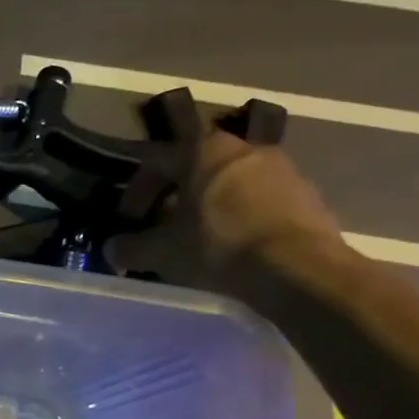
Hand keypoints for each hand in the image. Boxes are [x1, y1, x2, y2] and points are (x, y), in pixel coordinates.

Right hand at [104, 127, 341, 294]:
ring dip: (206, 207)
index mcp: (202, 151)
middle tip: (160, 228)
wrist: (300, 270)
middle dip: (172, 197)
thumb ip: (129, 248)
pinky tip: (233, 248)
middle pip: (194, 169)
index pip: (154, 159)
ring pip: (227, 184)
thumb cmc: (218, 247)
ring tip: (196, 241)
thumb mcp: (160, 252)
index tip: (129, 221)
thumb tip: (111, 249)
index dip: (134, 191)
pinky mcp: (306, 195)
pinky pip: (259, 201)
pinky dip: (239, 218)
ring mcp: (281, 169)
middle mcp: (243, 148)